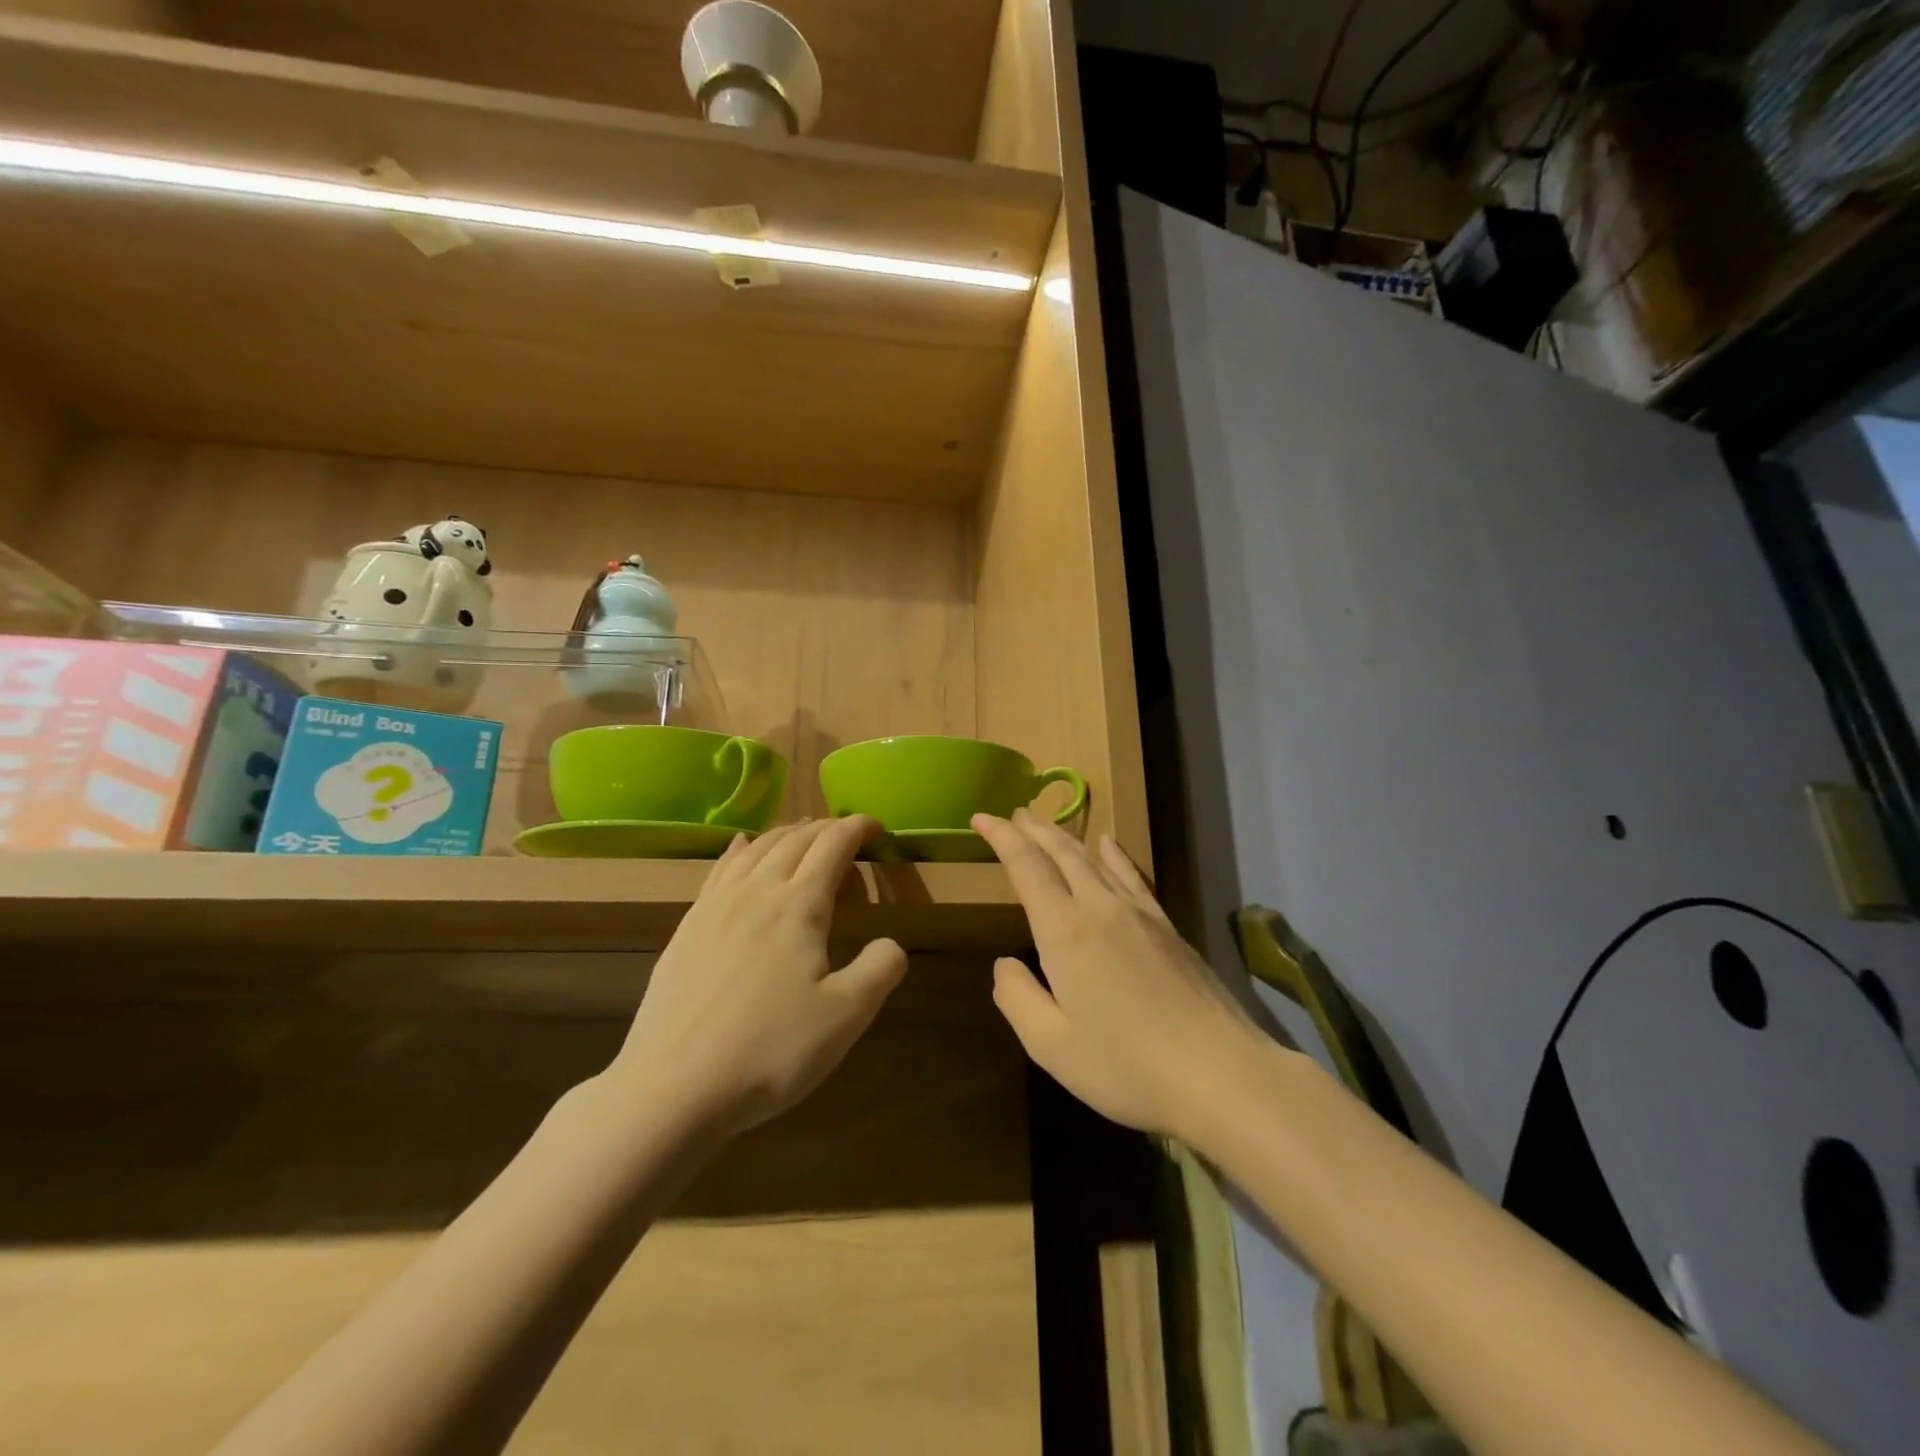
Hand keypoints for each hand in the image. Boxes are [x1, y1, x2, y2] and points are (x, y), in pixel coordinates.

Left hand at [613, 817, 906, 1138]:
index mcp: (799, 905)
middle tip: (847, 831)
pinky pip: (719, 869)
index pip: (833, 845)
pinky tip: (740, 846)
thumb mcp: (846, 1016)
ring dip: (785, 833)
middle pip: (794, 840)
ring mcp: (715, 907)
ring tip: (802, 833)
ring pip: (756, 849)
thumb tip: (892, 943)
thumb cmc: (770, 1050)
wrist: (673, 1087)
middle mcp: (757, 891)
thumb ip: (880, 970)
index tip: (878, 826)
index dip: (858, 828)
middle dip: (825, 827)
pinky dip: (740, 849)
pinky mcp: (687, 928)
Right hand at [974, 810, 1261, 1141]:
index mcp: (1065, 931)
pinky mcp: (1168, 927)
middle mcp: (1100, 907)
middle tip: (1012, 814)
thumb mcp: (1051, 1045)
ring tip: (1047, 826)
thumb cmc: (1126, 1065)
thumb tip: (1004, 964)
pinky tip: (1109, 844)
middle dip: (1033, 830)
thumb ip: (1017, 998)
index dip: (1002, 837)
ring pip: (1095, 859)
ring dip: (1066, 838)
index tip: (980, 817)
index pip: (1027, 866)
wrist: (1220, 1073)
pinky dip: (1114, 855)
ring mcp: (1140, 914)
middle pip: (1062, 853)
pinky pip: (1132, 876)